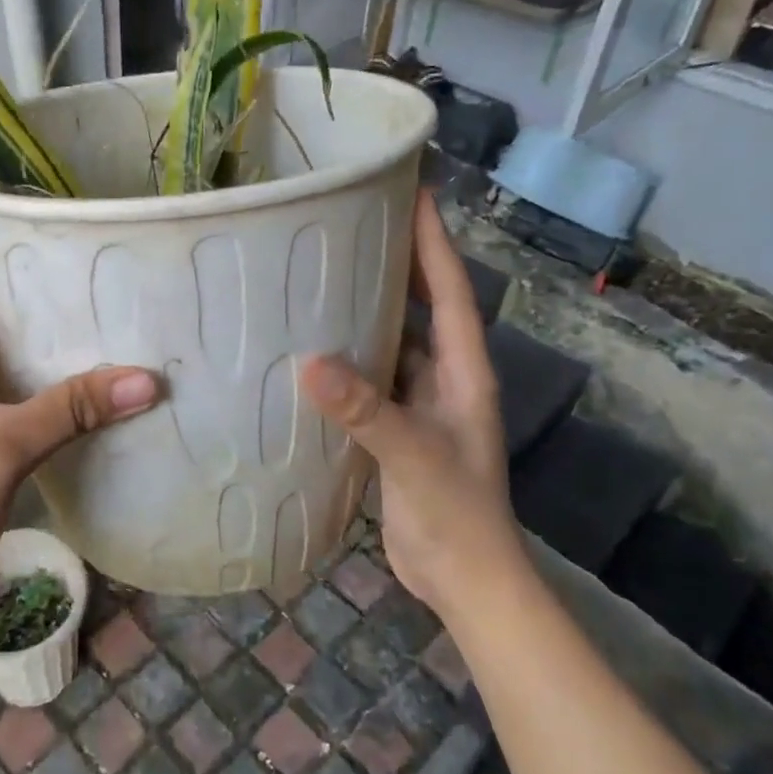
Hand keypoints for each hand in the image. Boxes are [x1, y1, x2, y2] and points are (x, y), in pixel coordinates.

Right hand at [297, 194, 523, 615]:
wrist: (464, 580)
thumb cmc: (456, 514)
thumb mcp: (414, 456)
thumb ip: (367, 410)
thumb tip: (309, 362)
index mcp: (463, 371)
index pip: (450, 291)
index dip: (433, 242)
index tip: (413, 192)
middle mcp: (444, 377)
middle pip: (422, 306)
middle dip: (398, 263)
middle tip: (355, 224)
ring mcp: (420, 403)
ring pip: (393, 341)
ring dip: (367, 310)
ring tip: (323, 275)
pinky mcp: (395, 429)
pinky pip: (371, 378)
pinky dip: (347, 359)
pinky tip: (312, 348)